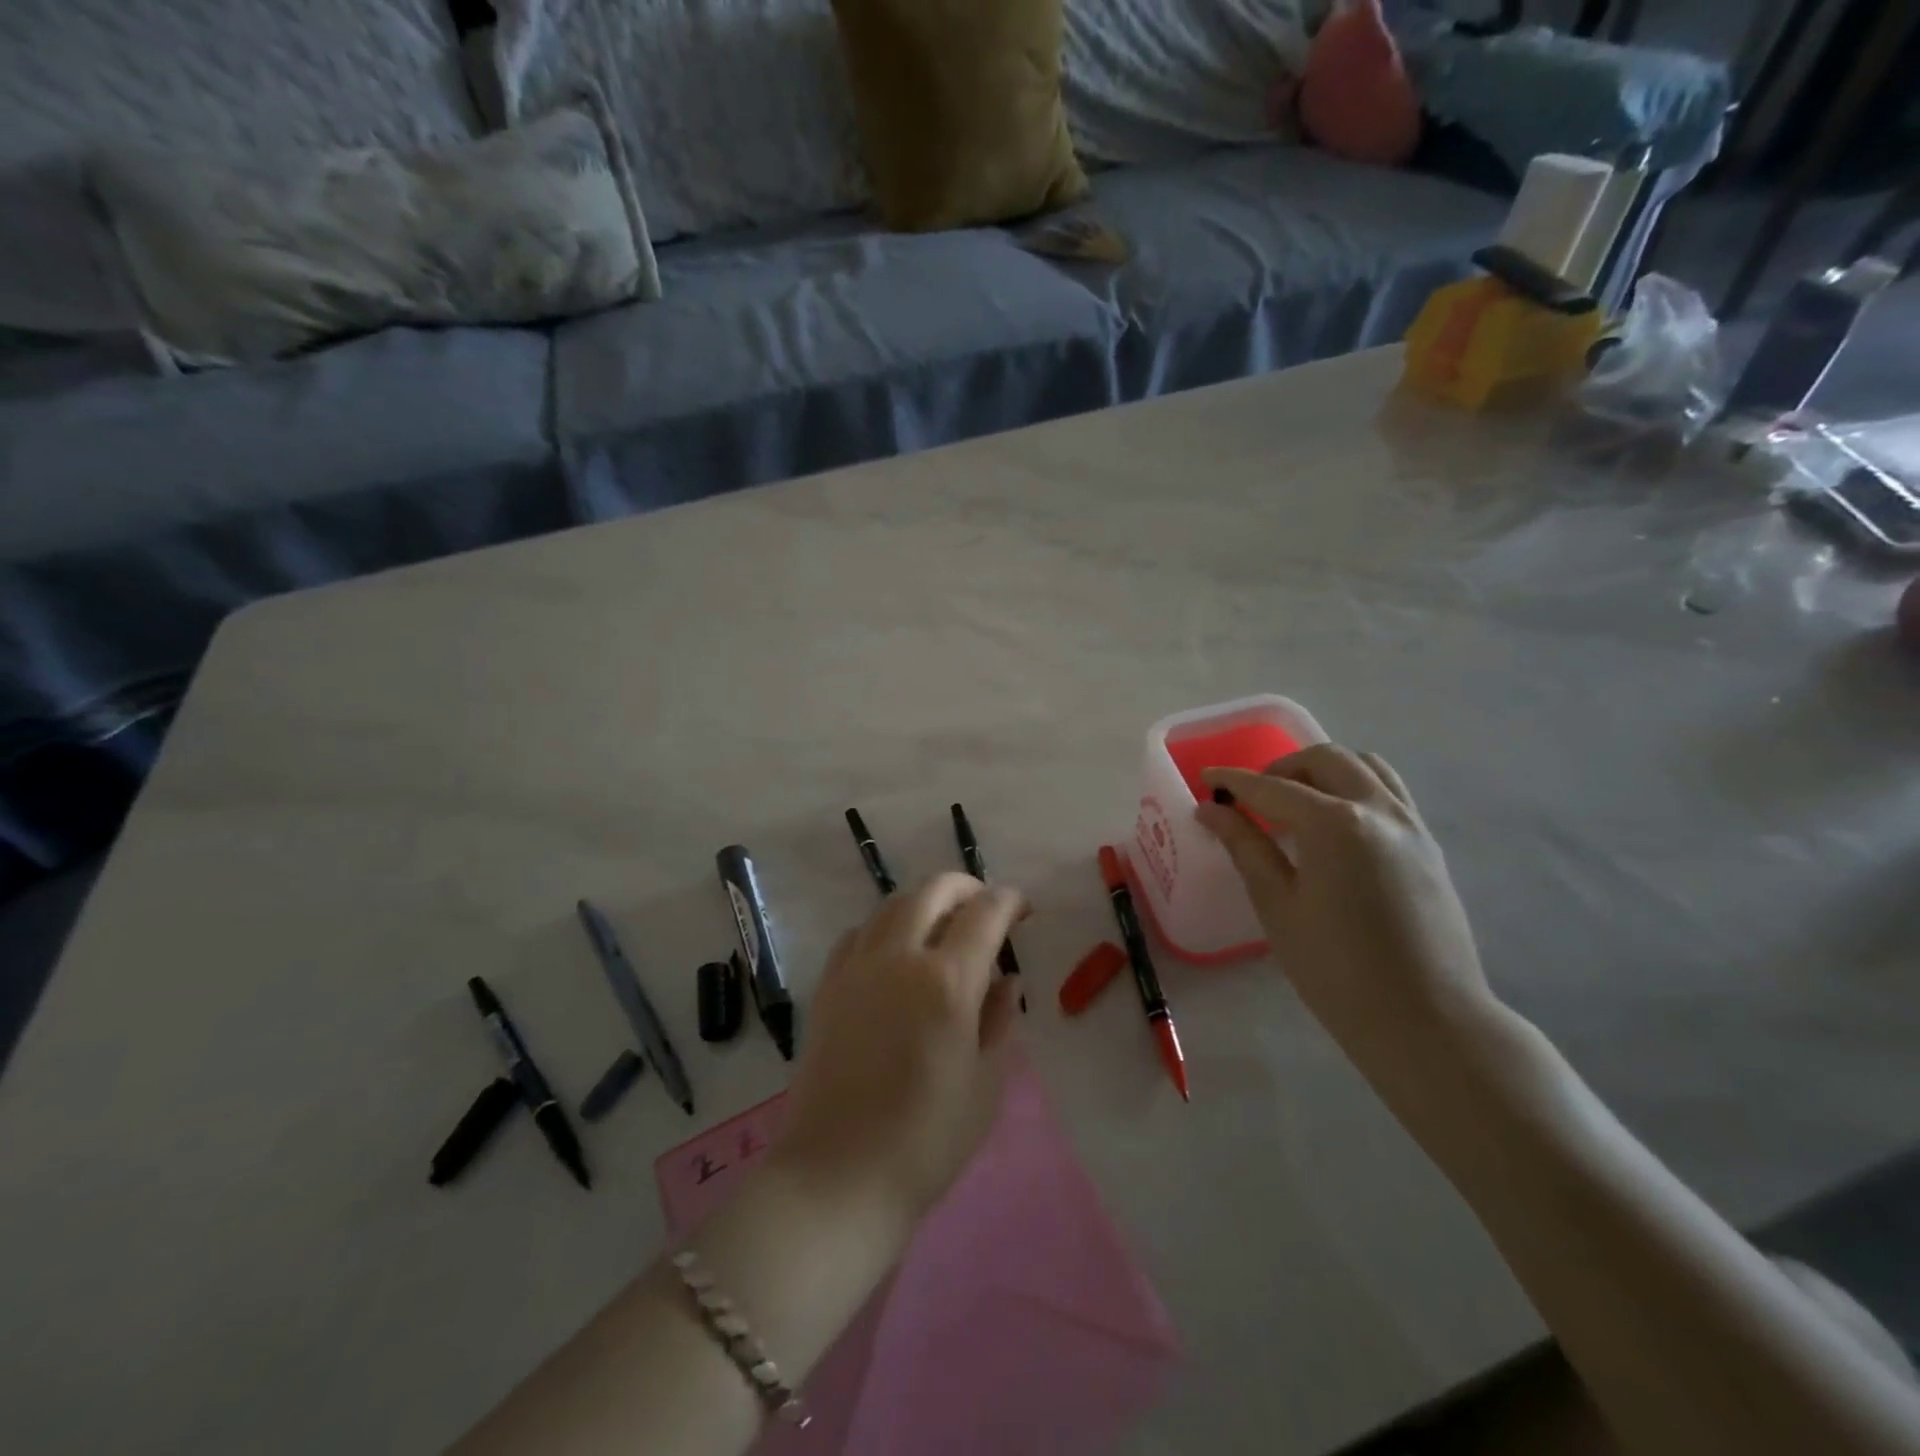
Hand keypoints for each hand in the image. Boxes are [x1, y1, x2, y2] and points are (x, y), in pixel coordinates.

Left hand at [773, 873, 1025, 1227]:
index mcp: (947, 981)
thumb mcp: (985, 1084)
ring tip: (942, 924)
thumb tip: (1006, 979)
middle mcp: (899, 957)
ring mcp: (857, 967)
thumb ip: (999, 1020)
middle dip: (966, 887)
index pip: (985, 913)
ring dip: (925, 902)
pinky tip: (894, 953)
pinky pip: (859, 933)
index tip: (1023, 908)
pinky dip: (885, 927)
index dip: (1009, 901)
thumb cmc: (927, 1139)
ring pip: (893, 905)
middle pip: (933, 891)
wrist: (839, 1175)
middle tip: (985, 905)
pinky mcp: (828, 985)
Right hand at [1196, 745, 1499, 1063]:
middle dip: (1281, 769)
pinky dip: (1356, 787)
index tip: (1206, 779)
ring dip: (1323, 771)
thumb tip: (1211, 810)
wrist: (1427, 1021)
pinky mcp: (1428, 845)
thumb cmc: (1337, 969)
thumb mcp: (1278, 906)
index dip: (1234, 781)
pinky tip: (1336, 826)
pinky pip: (1390, 791)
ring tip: (1296, 804)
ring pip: (1365, 766)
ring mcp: (1411, 824)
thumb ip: (1246, 847)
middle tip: (1252, 798)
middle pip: (1324, 760)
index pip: (1272, 788)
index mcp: (1334, 824)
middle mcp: (1377, 809)